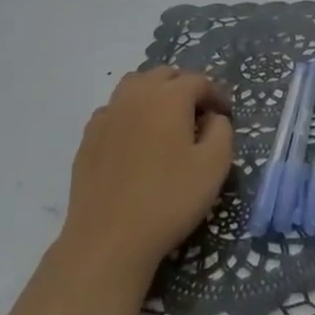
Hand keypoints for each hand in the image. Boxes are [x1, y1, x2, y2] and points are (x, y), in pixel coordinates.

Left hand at [60, 67, 233, 278]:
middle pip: (164, 75)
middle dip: (185, 87)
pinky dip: (130, 113)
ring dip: (155, 94)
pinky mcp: (89, 137)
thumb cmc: (169, 200)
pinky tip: (136, 140)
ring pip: (135, 86)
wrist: (109, 239)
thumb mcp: (214, 166)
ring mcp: (108, 114)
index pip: (199, 81)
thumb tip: (213, 117)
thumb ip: (222, 131)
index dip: (216, 94)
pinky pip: (114, 110)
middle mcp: (136, 95)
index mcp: (169, 97)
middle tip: (198, 114)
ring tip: (166, 120)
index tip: (226, 115)